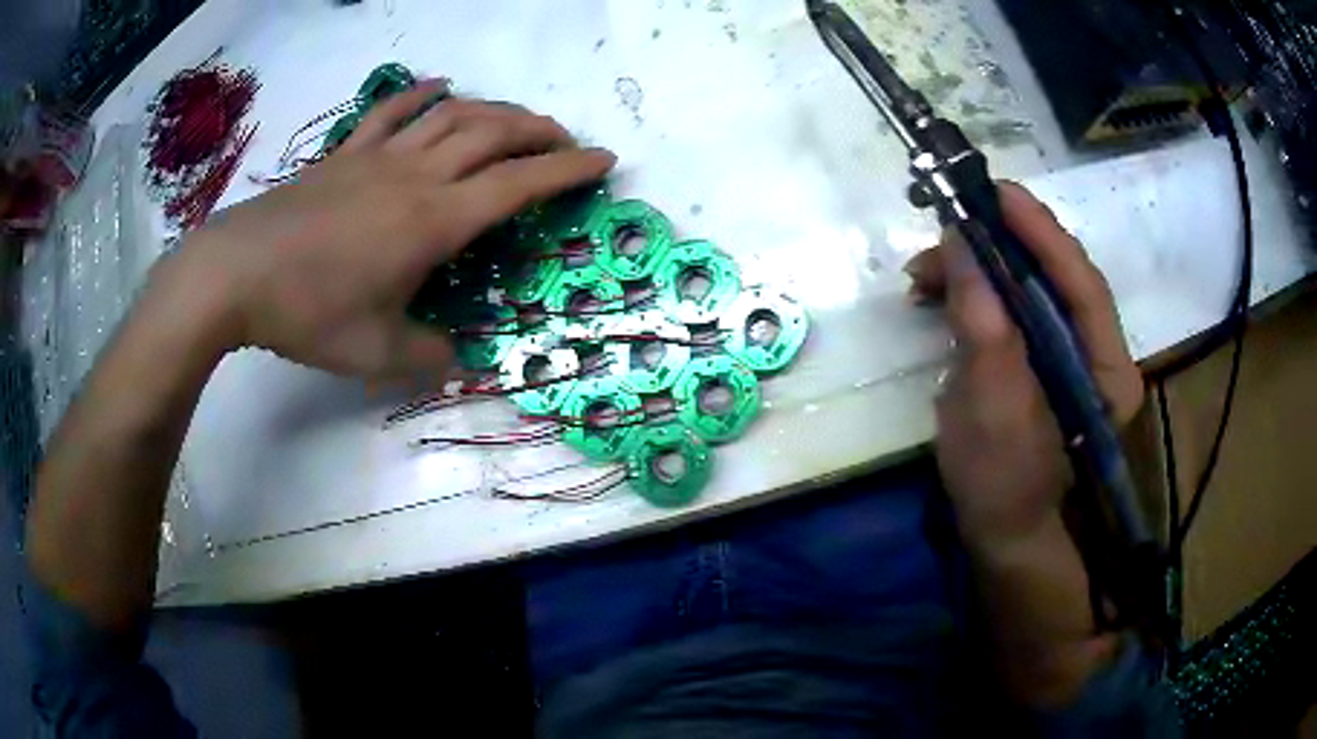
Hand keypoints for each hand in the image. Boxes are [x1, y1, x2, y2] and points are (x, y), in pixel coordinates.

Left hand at [172, 80, 615, 378]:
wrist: (237, 273)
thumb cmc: (308, 312)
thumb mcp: (374, 353)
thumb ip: (427, 357)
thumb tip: (458, 361)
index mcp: (434, 221)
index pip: (518, 185)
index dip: (568, 170)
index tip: (604, 161)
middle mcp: (417, 175)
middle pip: (494, 133)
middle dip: (541, 132)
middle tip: (566, 142)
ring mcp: (379, 156)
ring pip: (454, 114)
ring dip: (495, 110)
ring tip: (517, 120)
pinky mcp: (346, 152)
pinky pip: (393, 110)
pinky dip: (423, 93)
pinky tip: (440, 87)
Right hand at [907, 183, 1143, 551]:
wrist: (1000, 535)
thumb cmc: (1001, 486)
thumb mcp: (990, 410)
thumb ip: (984, 326)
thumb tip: (960, 243)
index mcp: (1107, 370)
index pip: (1082, 282)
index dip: (1042, 232)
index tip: (996, 192)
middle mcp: (1097, 353)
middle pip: (1055, 277)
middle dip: (1000, 245)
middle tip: (945, 227)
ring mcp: (1068, 356)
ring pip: (1029, 288)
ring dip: (979, 269)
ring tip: (924, 272)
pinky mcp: (1038, 361)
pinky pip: (1011, 310)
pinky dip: (975, 295)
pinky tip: (939, 297)